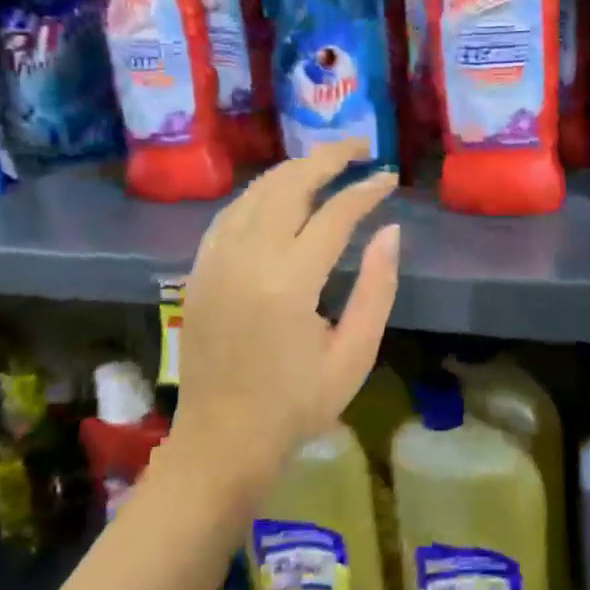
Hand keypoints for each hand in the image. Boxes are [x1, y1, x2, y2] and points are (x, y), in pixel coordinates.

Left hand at [174, 142, 400, 488]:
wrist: (221, 441)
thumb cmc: (297, 405)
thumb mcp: (354, 355)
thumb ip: (377, 288)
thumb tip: (390, 231)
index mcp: (289, 284)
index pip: (334, 214)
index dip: (365, 190)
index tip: (389, 177)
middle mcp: (247, 260)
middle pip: (288, 185)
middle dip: (327, 158)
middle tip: (358, 148)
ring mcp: (215, 261)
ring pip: (255, 192)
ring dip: (292, 170)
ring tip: (326, 162)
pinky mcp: (199, 270)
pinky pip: (230, 213)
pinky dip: (259, 193)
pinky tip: (279, 193)